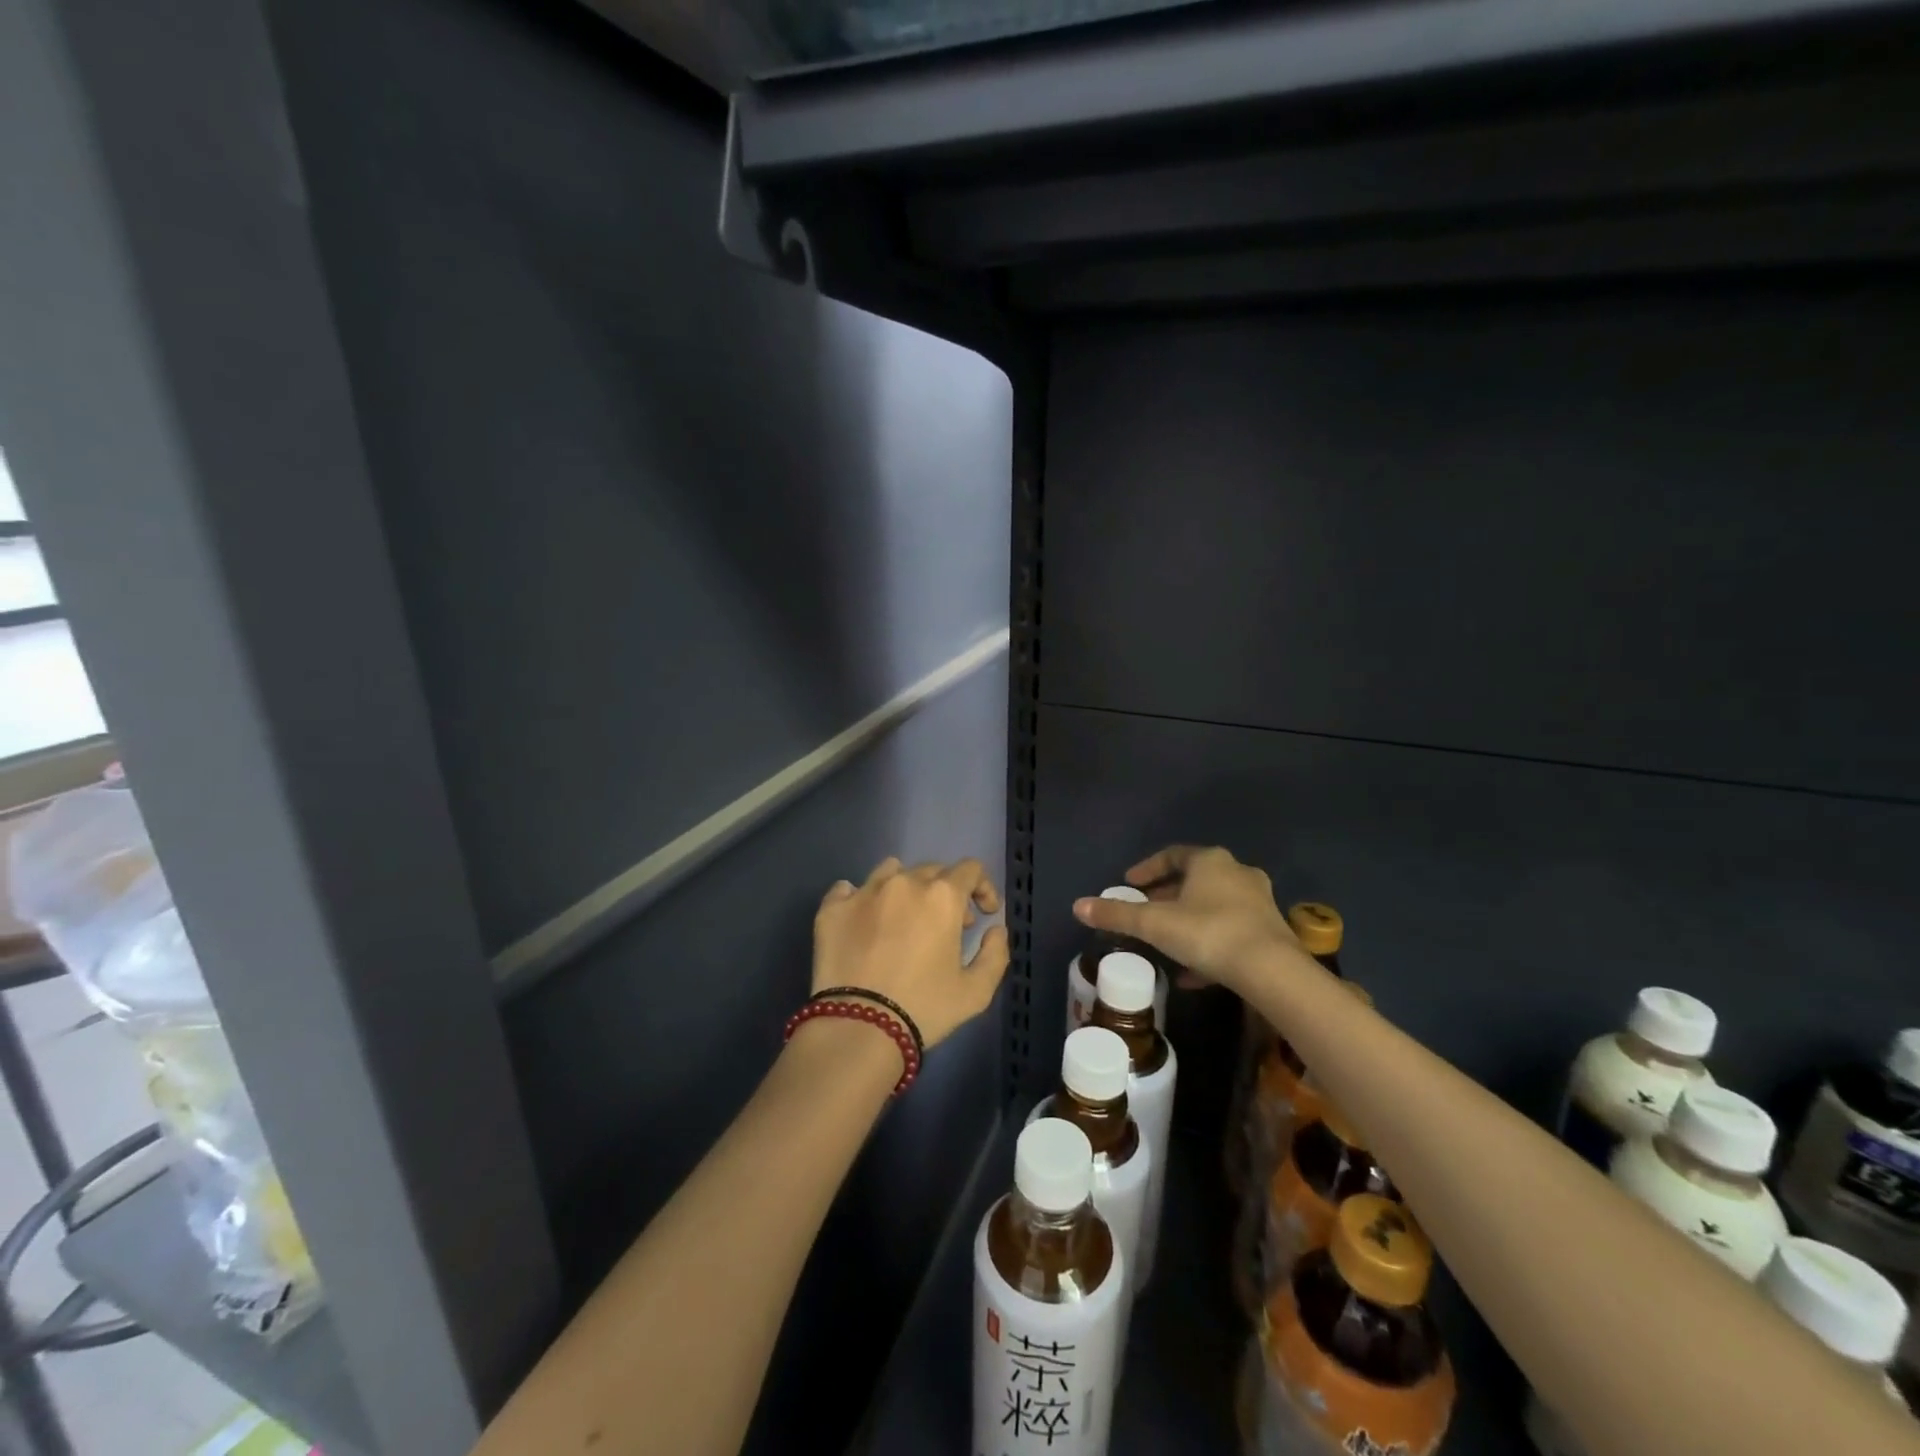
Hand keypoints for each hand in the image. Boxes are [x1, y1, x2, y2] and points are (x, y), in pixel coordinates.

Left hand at [813, 856, 1010, 1049]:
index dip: (983, 887)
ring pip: (890, 871)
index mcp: (942, 896)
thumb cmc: (923, 1008)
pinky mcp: (832, 908)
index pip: (970, 869)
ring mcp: (864, 892)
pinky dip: (860, 898)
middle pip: (932, 870)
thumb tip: (995, 929)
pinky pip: (848, 888)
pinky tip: (863, 921)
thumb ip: (995, 954)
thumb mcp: (976, 992)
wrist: (858, 1028)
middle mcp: (903, 883)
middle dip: (946, 892)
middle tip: (947, 925)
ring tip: (903, 917)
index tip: (983, 913)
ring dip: (905, 888)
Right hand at [1073, 845, 1296, 995]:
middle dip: (1167, 896)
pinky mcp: (1270, 932)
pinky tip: (1192, 974)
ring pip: (1214, 906)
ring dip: (1188, 920)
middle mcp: (1237, 873)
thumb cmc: (1208, 933)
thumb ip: (1117, 915)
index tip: (1129, 884)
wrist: (1272, 971)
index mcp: (1210, 861)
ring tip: (1165, 942)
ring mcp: (1258, 902)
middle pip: (1194, 880)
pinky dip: (1208, 944)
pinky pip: (1230, 932)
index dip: (1148, 868)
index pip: (1172, 855)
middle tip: (1145, 911)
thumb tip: (1078, 906)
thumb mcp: (1155, 924)